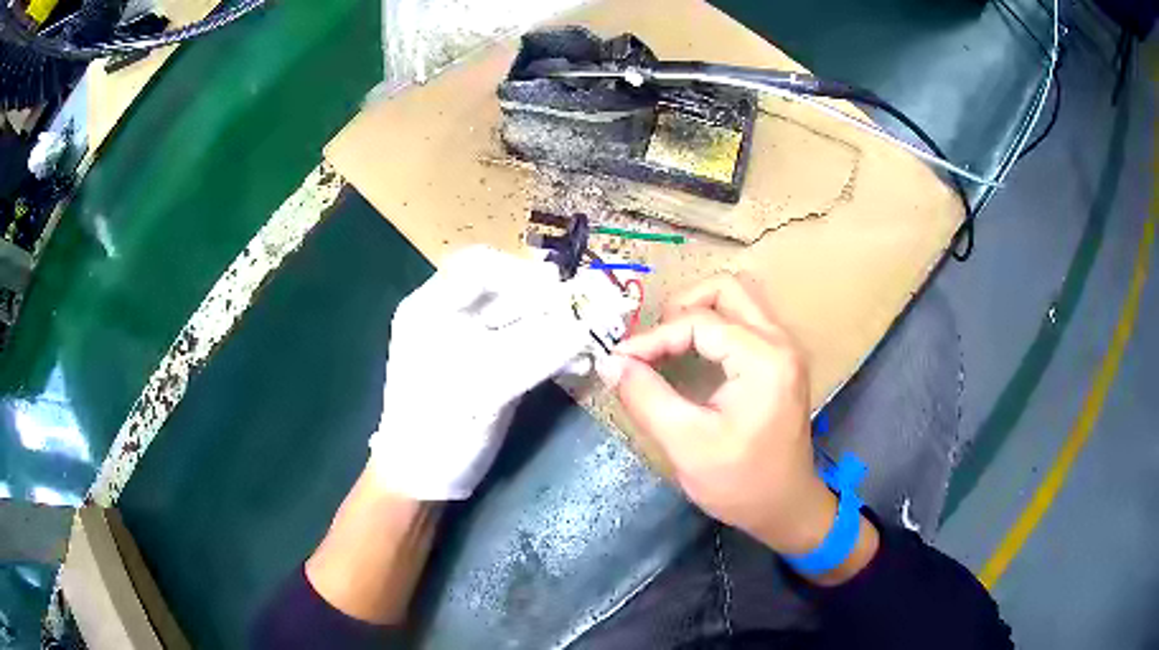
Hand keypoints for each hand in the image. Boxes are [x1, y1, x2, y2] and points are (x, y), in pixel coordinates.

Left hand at [369, 246, 589, 499]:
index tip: (557, 293)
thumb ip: (534, 354)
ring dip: (554, 323)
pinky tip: (575, 356)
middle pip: (503, 289)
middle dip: (544, 300)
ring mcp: (472, 342)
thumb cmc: (436, 429)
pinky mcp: (491, 366)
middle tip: (581, 314)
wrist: (423, 479)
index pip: (478, 266)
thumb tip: (587, 327)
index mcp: (431, 308)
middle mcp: (450, 317)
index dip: (519, 273)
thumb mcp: (481, 388)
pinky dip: (551, 347)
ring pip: (519, 317)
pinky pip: (525, 344)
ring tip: (585, 335)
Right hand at [603, 275, 837, 555]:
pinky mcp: (782, 362)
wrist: (785, 507)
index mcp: (763, 359)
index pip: (699, 322)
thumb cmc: (740, 482)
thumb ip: (645, 397)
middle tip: (653, 342)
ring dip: (700, 310)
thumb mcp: (686, 443)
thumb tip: (610, 362)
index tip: (619, 360)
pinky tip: (694, 352)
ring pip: (740, 299)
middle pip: (728, 287)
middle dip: (683, 306)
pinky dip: (715, 326)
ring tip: (669, 342)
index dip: (653, 338)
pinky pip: (746, 321)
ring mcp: (785, 349)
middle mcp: (781, 342)